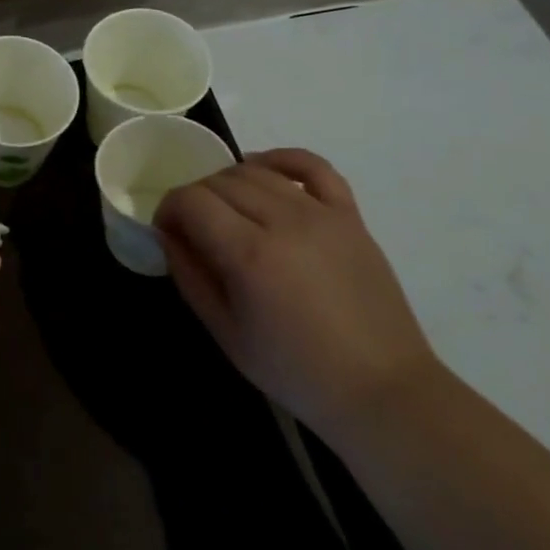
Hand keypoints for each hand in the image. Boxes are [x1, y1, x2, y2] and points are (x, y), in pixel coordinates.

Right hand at [153, 148, 439, 437]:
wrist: (382, 390)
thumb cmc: (296, 370)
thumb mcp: (226, 333)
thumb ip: (190, 276)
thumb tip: (167, 235)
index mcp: (249, 254)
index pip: (191, 200)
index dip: (168, 209)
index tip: (166, 232)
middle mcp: (283, 221)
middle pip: (220, 181)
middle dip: (195, 198)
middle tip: (194, 230)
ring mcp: (321, 214)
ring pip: (257, 171)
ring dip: (229, 183)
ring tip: (227, 211)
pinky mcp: (349, 216)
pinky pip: (312, 166)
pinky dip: (281, 159)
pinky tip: (264, 169)